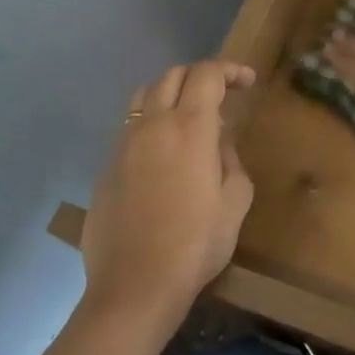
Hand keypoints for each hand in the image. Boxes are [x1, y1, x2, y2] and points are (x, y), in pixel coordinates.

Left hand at [81, 60, 255, 328]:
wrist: (135, 285)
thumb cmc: (196, 244)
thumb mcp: (236, 201)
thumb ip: (231, 160)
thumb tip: (218, 142)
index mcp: (189, 128)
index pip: (207, 74)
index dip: (230, 70)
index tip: (248, 82)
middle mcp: (151, 125)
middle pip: (172, 76)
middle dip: (200, 76)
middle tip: (222, 95)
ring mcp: (123, 145)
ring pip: (143, 97)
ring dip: (169, 94)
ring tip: (188, 117)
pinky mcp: (106, 167)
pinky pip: (129, 129)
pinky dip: (150, 125)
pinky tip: (163, 156)